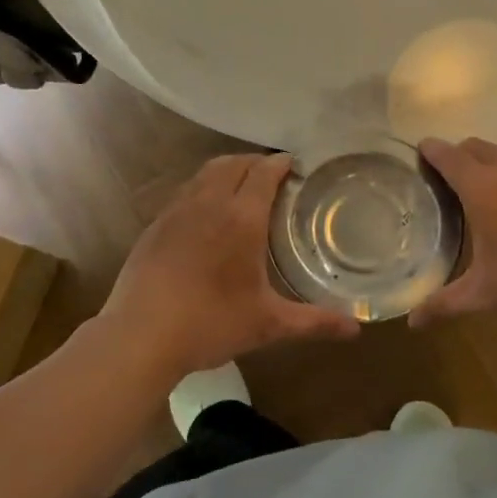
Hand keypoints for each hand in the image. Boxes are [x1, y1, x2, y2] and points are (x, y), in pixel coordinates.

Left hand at [91, 153, 360, 379]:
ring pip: (205, 173)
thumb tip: (356, 329)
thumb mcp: (268, 324)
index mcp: (241, 218)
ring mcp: (177, 211)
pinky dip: (203, 188)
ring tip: (242, 187)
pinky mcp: (155, 225)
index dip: (281, 163)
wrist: (140, 335)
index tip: (297, 165)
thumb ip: (313, 322)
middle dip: (256, 162)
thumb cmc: (211, 324)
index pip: (264, 172)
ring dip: (227, 170)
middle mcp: (208, 203)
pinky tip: (207, 215)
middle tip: (274, 177)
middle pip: (234, 163)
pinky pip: (185, 191)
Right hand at [410, 137, 496, 329]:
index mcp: (483, 188)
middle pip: (475, 147)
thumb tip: (412, 322)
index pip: (448, 156)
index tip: (414, 154)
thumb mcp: (486, 294)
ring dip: (484, 164)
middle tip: (439, 181)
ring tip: (472, 194)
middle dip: (455, 155)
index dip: (429, 151)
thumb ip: (444, 303)